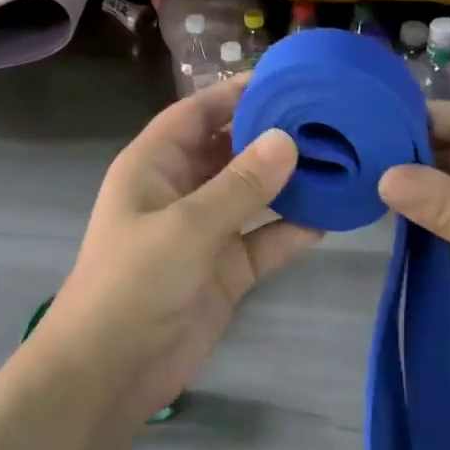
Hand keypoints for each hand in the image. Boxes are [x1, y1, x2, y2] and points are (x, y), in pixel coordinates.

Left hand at [42, 78, 322, 429]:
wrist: (110, 372)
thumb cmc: (134, 282)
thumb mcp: (187, 226)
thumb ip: (241, 185)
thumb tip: (287, 139)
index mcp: (154, 166)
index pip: (196, 113)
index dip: (234, 93)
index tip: (285, 77)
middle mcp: (180, 191)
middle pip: (229, 150)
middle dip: (271, 135)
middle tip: (328, 118)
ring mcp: (204, 232)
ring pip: (252, 196)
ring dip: (288, 183)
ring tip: (340, 160)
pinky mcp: (224, 271)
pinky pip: (263, 242)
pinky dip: (291, 232)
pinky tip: (329, 220)